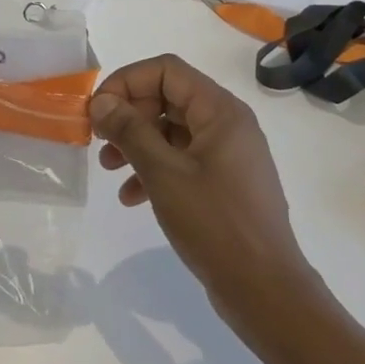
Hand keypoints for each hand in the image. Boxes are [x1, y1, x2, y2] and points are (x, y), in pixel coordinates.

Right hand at [91, 54, 320, 344]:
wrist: (266, 292)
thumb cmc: (216, 224)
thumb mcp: (164, 174)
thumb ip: (130, 131)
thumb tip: (101, 101)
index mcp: (220, 111)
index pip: (166, 70)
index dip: (127, 81)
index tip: (98, 109)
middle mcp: (227, 123)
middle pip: (167, 97)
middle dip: (129, 114)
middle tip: (99, 139)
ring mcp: (226, 154)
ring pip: (170, 130)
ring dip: (136, 142)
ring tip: (109, 167)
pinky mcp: (222, 182)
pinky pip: (181, 159)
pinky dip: (153, 169)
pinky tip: (131, 196)